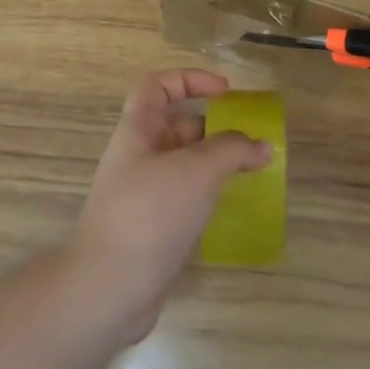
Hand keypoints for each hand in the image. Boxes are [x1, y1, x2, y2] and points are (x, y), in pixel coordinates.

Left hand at [69, 69, 272, 339]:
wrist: (107, 289)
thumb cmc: (150, 213)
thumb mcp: (197, 170)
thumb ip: (233, 150)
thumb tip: (262, 145)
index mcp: (138, 130)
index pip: (158, 86)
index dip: (190, 79)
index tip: (226, 93)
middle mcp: (138, 157)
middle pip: (177, 126)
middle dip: (215, 129)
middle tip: (252, 142)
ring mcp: (144, 195)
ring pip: (185, 165)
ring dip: (216, 165)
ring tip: (253, 173)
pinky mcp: (153, 229)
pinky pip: (185, 198)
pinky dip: (209, 196)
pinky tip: (232, 207)